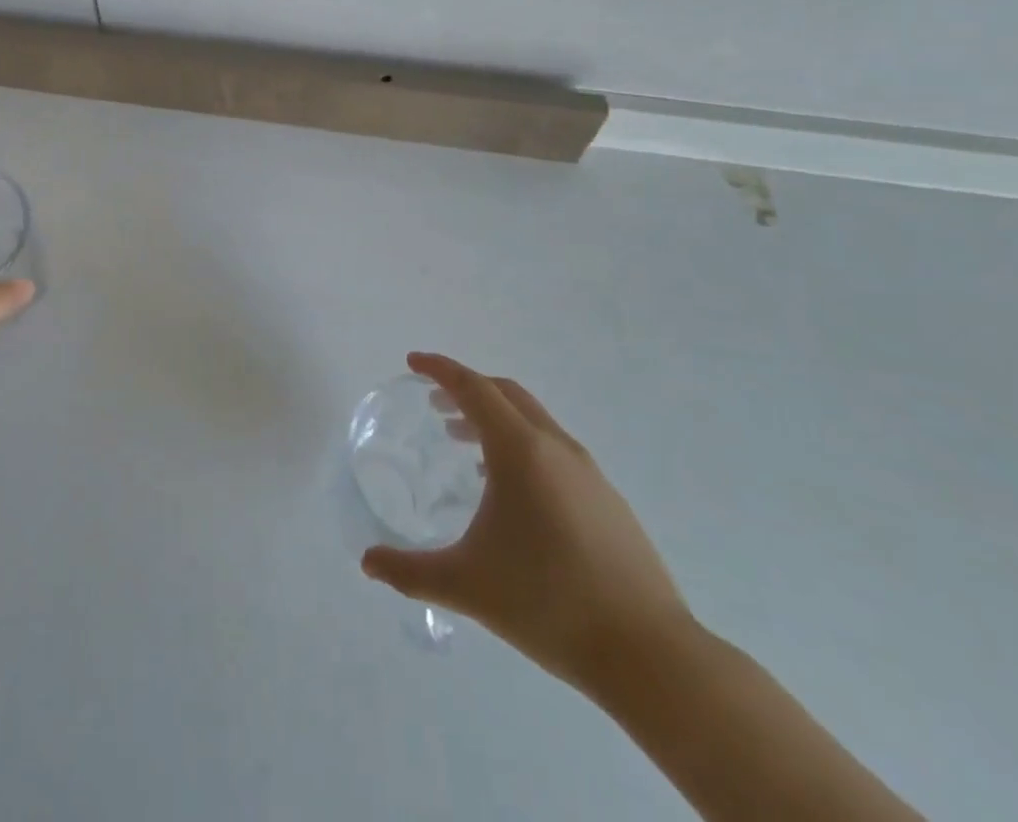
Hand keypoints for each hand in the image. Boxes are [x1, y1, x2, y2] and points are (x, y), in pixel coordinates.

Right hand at [360, 352, 693, 694]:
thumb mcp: (466, 585)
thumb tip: (367, 562)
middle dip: (466, 390)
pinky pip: (554, 450)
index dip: (440, 369)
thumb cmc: (548, 604)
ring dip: (494, 419)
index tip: (412, 363)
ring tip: (464, 446)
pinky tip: (512, 492)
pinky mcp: (608, 499)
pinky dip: (522, 446)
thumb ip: (409, 571)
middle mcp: (555, 447)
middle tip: (434, 404)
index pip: (473, 388)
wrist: (650, 655)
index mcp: (520, 451)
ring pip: (532, 421)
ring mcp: (588, 472)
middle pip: (505, 394)